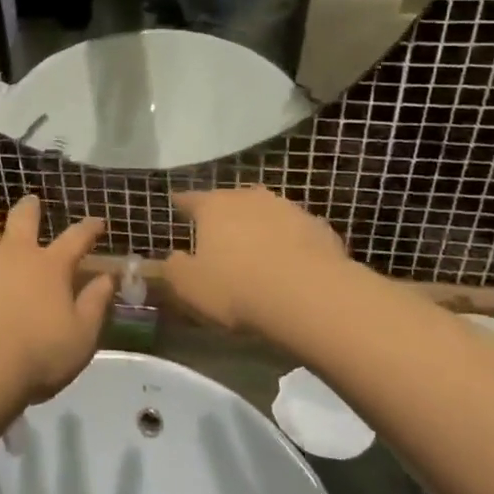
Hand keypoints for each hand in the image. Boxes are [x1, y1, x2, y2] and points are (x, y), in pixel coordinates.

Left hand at [0, 197, 114, 402]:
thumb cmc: (38, 355)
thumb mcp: (82, 336)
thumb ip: (96, 304)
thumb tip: (108, 277)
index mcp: (50, 267)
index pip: (76, 239)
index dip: (88, 228)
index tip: (97, 221)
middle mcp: (15, 253)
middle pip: (23, 219)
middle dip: (30, 208)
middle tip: (31, 201)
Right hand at [161, 187, 350, 334]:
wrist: (311, 296)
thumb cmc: (238, 288)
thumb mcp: (190, 287)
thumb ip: (174, 269)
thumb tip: (173, 259)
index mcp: (214, 206)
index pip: (190, 199)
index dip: (182, 203)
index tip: (176, 202)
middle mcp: (250, 197)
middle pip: (231, 202)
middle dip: (225, 216)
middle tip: (219, 235)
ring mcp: (289, 209)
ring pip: (267, 214)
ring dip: (261, 228)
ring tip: (258, 251)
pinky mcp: (320, 229)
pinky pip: (298, 234)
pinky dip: (291, 245)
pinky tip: (293, 265)